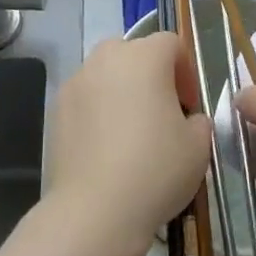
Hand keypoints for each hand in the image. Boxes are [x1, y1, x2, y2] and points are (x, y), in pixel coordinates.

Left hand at [44, 34, 211, 255]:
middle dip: (151, 75)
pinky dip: (98, 112)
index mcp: (145, 57)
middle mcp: (106, 59)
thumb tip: (189, 120)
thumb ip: (199, 121)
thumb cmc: (155, 169)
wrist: (94, 212)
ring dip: (122, 91)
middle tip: (163, 112)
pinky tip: (106, 148)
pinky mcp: (56, 110)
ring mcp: (76, 83)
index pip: (171, 43)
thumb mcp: (199, 146)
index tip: (190, 105)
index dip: (186, 70)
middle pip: (134, 52)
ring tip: (132, 132)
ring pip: (106, 74)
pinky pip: (85, 99)